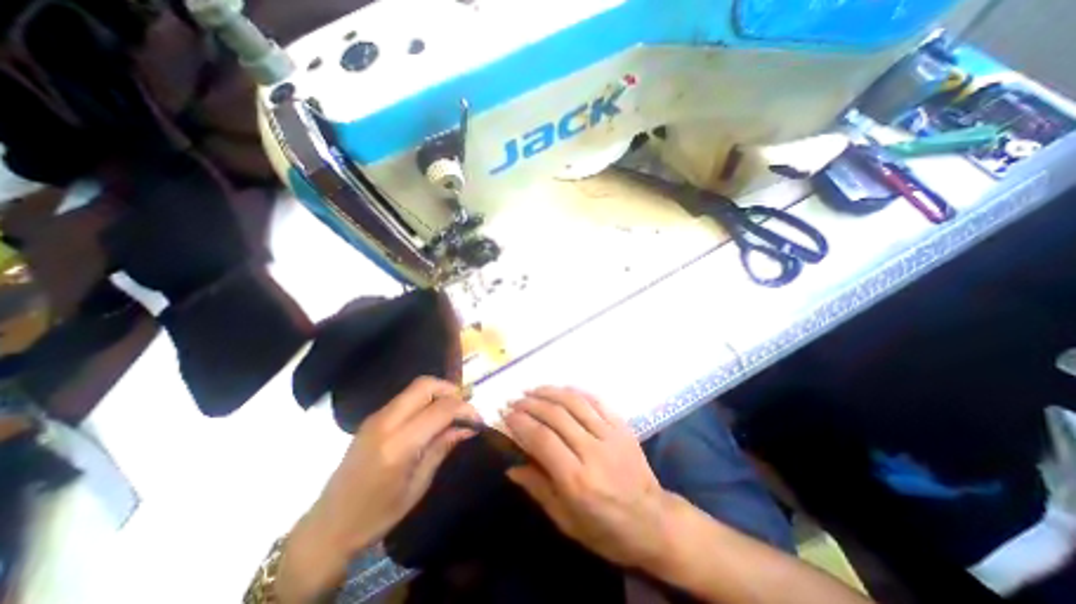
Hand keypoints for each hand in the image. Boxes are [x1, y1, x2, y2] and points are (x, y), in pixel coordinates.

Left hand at [276, 376, 478, 600]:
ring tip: (451, 412)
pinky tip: (431, 417)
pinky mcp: (373, 418)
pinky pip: (405, 397)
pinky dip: (425, 399)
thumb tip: (468, 427)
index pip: (440, 409)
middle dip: (450, 390)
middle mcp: (385, 422)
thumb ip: (443, 447)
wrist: (329, 525)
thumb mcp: (418, 485)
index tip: (478, 419)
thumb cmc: (377, 514)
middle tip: (464, 408)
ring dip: (438, 392)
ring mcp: (376, 417)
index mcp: (398, 445)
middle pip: (425, 385)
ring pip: (415, 387)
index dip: (464, 409)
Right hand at [506, 389, 669, 568]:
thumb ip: (538, 489)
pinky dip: (576, 392)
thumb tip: (510, 466)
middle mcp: (593, 452)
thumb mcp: (567, 521)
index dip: (521, 423)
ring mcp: (611, 435)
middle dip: (531, 404)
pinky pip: (596, 401)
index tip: (506, 415)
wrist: (655, 522)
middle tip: (515, 401)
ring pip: (575, 403)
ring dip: (550, 392)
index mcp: (577, 480)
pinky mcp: (622, 427)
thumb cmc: (606, 530)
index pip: (542, 439)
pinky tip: (562, 390)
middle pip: (556, 415)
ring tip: (533, 390)